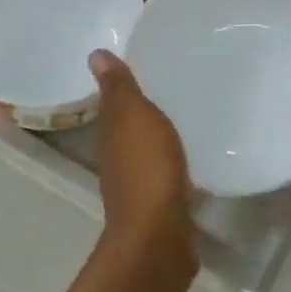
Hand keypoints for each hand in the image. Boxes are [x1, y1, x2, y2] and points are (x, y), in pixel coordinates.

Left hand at [88, 50, 196, 280]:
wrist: (159, 237)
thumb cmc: (145, 170)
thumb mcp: (133, 119)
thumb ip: (119, 90)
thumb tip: (94, 54)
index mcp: (112, 135)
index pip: (114, 103)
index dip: (124, 85)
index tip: (144, 62)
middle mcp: (120, 159)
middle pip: (130, 128)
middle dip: (146, 109)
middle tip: (173, 81)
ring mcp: (141, 185)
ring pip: (150, 150)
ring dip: (161, 136)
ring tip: (189, 114)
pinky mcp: (165, 205)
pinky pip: (170, 173)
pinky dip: (177, 161)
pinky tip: (197, 153)